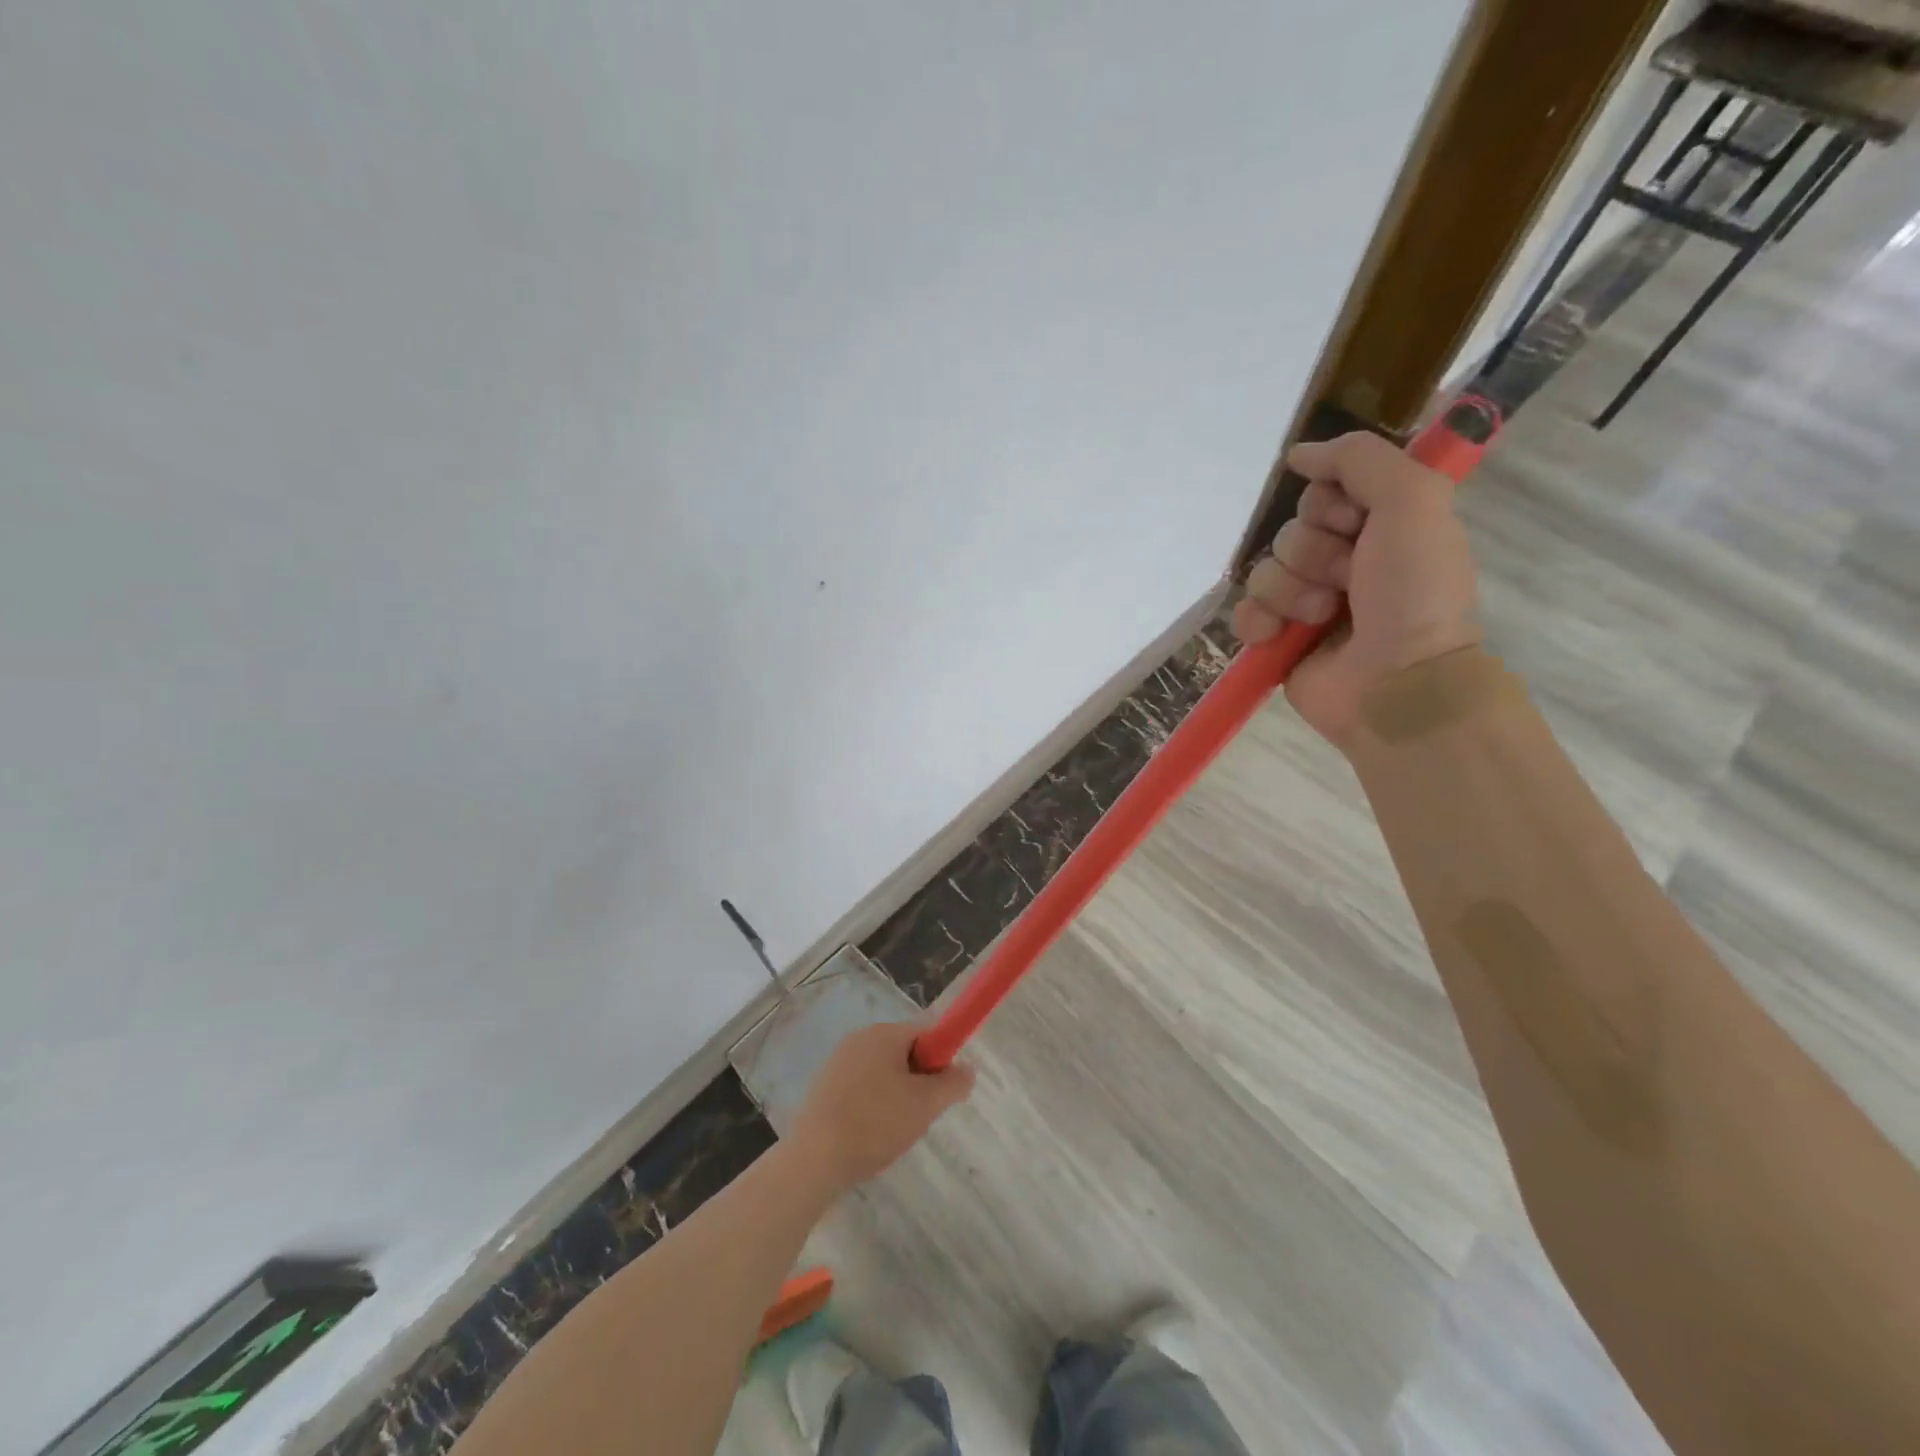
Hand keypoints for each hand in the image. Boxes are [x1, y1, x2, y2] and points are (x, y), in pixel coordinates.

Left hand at [787, 1022, 974, 1190]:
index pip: (926, 1033)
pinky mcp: (824, 1086)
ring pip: (884, 1072)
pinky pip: (862, 1087)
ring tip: (894, 1130)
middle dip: (918, 1080)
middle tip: (920, 1115)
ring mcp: (838, 1061)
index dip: (941, 1059)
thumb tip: (968, 1069)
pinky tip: (870, 1134)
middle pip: (905, 1051)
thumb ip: (953, 1083)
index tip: (942, 1092)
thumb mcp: (925, 1105)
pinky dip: (873, 1106)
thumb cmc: (875, 1124)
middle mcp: (859, 1038)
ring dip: (897, 1095)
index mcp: (883, 1033)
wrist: (813, 1160)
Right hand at [1232, 432, 1480, 747]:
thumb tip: (1299, 454)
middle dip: (1314, 555)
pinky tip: (1277, 636)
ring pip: (1266, 571)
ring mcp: (1308, 603)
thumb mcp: (1413, 501)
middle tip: (1347, 581)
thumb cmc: (1414, 593)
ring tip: (1322, 618)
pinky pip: (1245, 611)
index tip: (1357, 526)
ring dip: (1292, 593)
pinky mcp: (1280, 639)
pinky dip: (1258, 622)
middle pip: (1292, 530)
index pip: (1325, 492)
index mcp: (1380, 528)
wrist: (1397, 683)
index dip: (1332, 505)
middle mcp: (1344, 561)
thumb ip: (1361, 459)